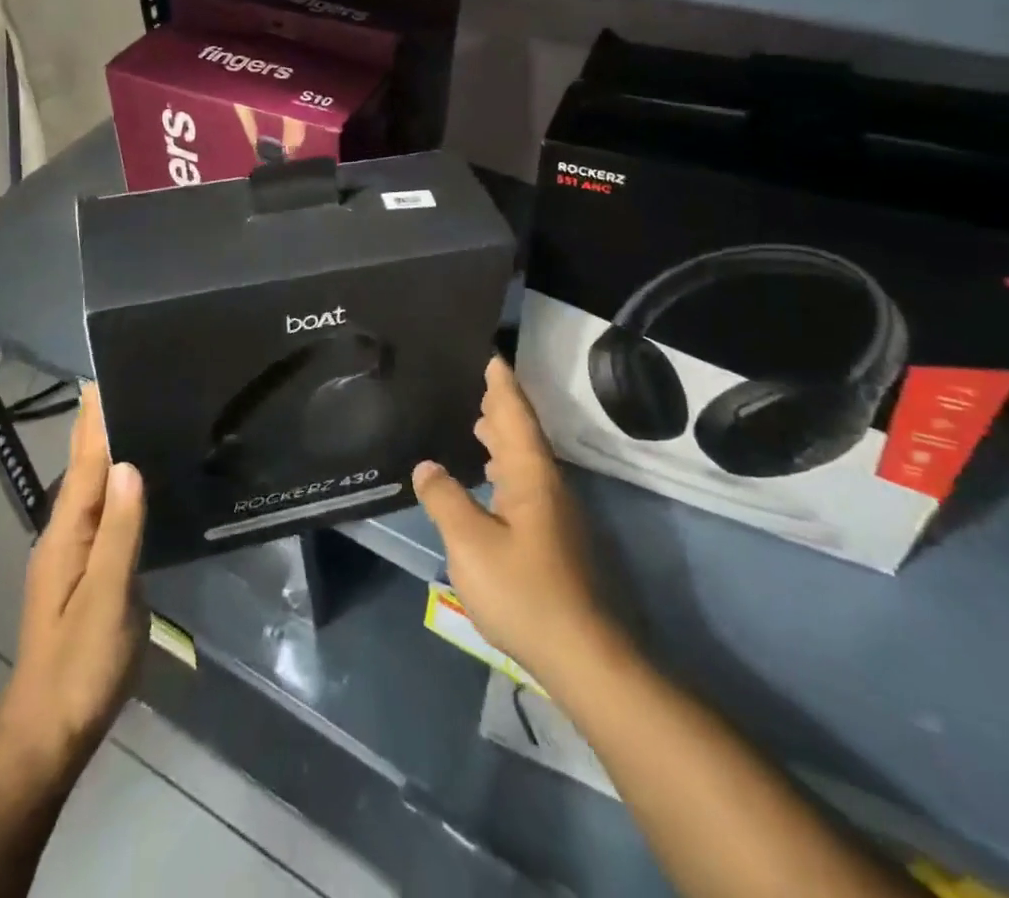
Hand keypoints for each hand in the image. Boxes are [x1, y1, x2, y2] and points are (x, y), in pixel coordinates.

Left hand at [0, 384, 145, 776]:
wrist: (47, 736)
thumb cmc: (79, 666)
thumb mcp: (107, 599)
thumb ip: (120, 532)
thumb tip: (130, 463)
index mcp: (66, 534)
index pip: (85, 462)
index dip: (95, 420)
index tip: (104, 377)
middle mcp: (64, 535)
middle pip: (85, 469)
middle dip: (99, 426)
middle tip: (126, 384)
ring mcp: (71, 555)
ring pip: (92, 489)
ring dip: (107, 451)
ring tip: (133, 418)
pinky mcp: (84, 573)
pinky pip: (102, 512)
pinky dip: (115, 484)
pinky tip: (132, 482)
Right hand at [413, 357, 609, 686]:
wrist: (581, 654)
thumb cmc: (523, 591)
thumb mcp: (470, 544)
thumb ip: (446, 500)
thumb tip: (427, 466)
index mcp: (530, 475)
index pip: (514, 415)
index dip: (501, 385)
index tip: (490, 355)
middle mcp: (546, 486)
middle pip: (523, 433)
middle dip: (502, 405)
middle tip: (479, 381)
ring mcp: (553, 514)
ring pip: (525, 460)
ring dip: (504, 436)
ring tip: (478, 421)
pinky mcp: (552, 538)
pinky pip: (524, 482)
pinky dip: (505, 466)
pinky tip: (491, 479)